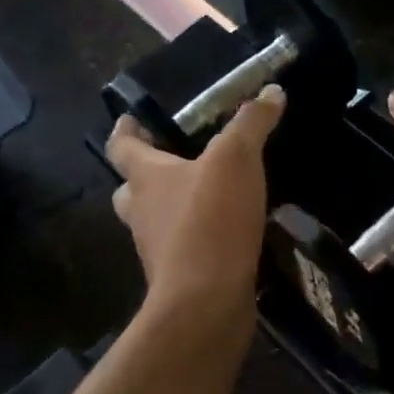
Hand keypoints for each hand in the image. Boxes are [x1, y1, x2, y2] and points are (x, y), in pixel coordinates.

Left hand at [106, 85, 285, 311]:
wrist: (205, 302)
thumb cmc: (210, 219)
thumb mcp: (236, 159)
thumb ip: (251, 123)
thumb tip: (271, 92)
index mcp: (146, 178)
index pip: (121, 147)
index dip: (124, 130)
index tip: (128, 119)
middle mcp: (142, 212)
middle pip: (130, 189)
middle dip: (142, 176)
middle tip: (165, 163)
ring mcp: (156, 249)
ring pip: (152, 222)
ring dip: (168, 208)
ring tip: (201, 197)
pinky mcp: (177, 278)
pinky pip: (180, 249)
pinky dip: (194, 238)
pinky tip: (221, 234)